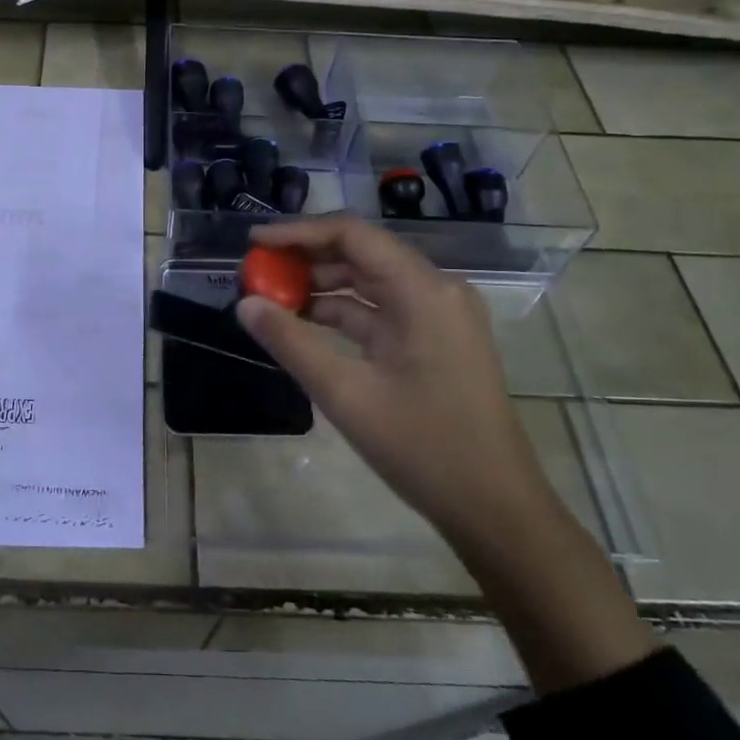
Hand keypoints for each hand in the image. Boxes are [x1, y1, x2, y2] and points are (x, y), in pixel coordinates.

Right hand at [234, 214, 558, 545]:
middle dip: (306, 258)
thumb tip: (245, 304)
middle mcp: (435, 290)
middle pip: (361, 253)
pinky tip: (303, 323)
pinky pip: (380, 309)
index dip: (299, 232)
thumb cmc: (424, 448)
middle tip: (255, 271)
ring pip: (368, 281)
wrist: (494, 508)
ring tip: (270, 297)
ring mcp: (437, 315)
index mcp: (423, 291)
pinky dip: (341, 312)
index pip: (353, 235)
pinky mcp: (434, 339)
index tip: (254, 241)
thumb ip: (291, 342)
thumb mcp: (346, 394)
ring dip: (321, 286)